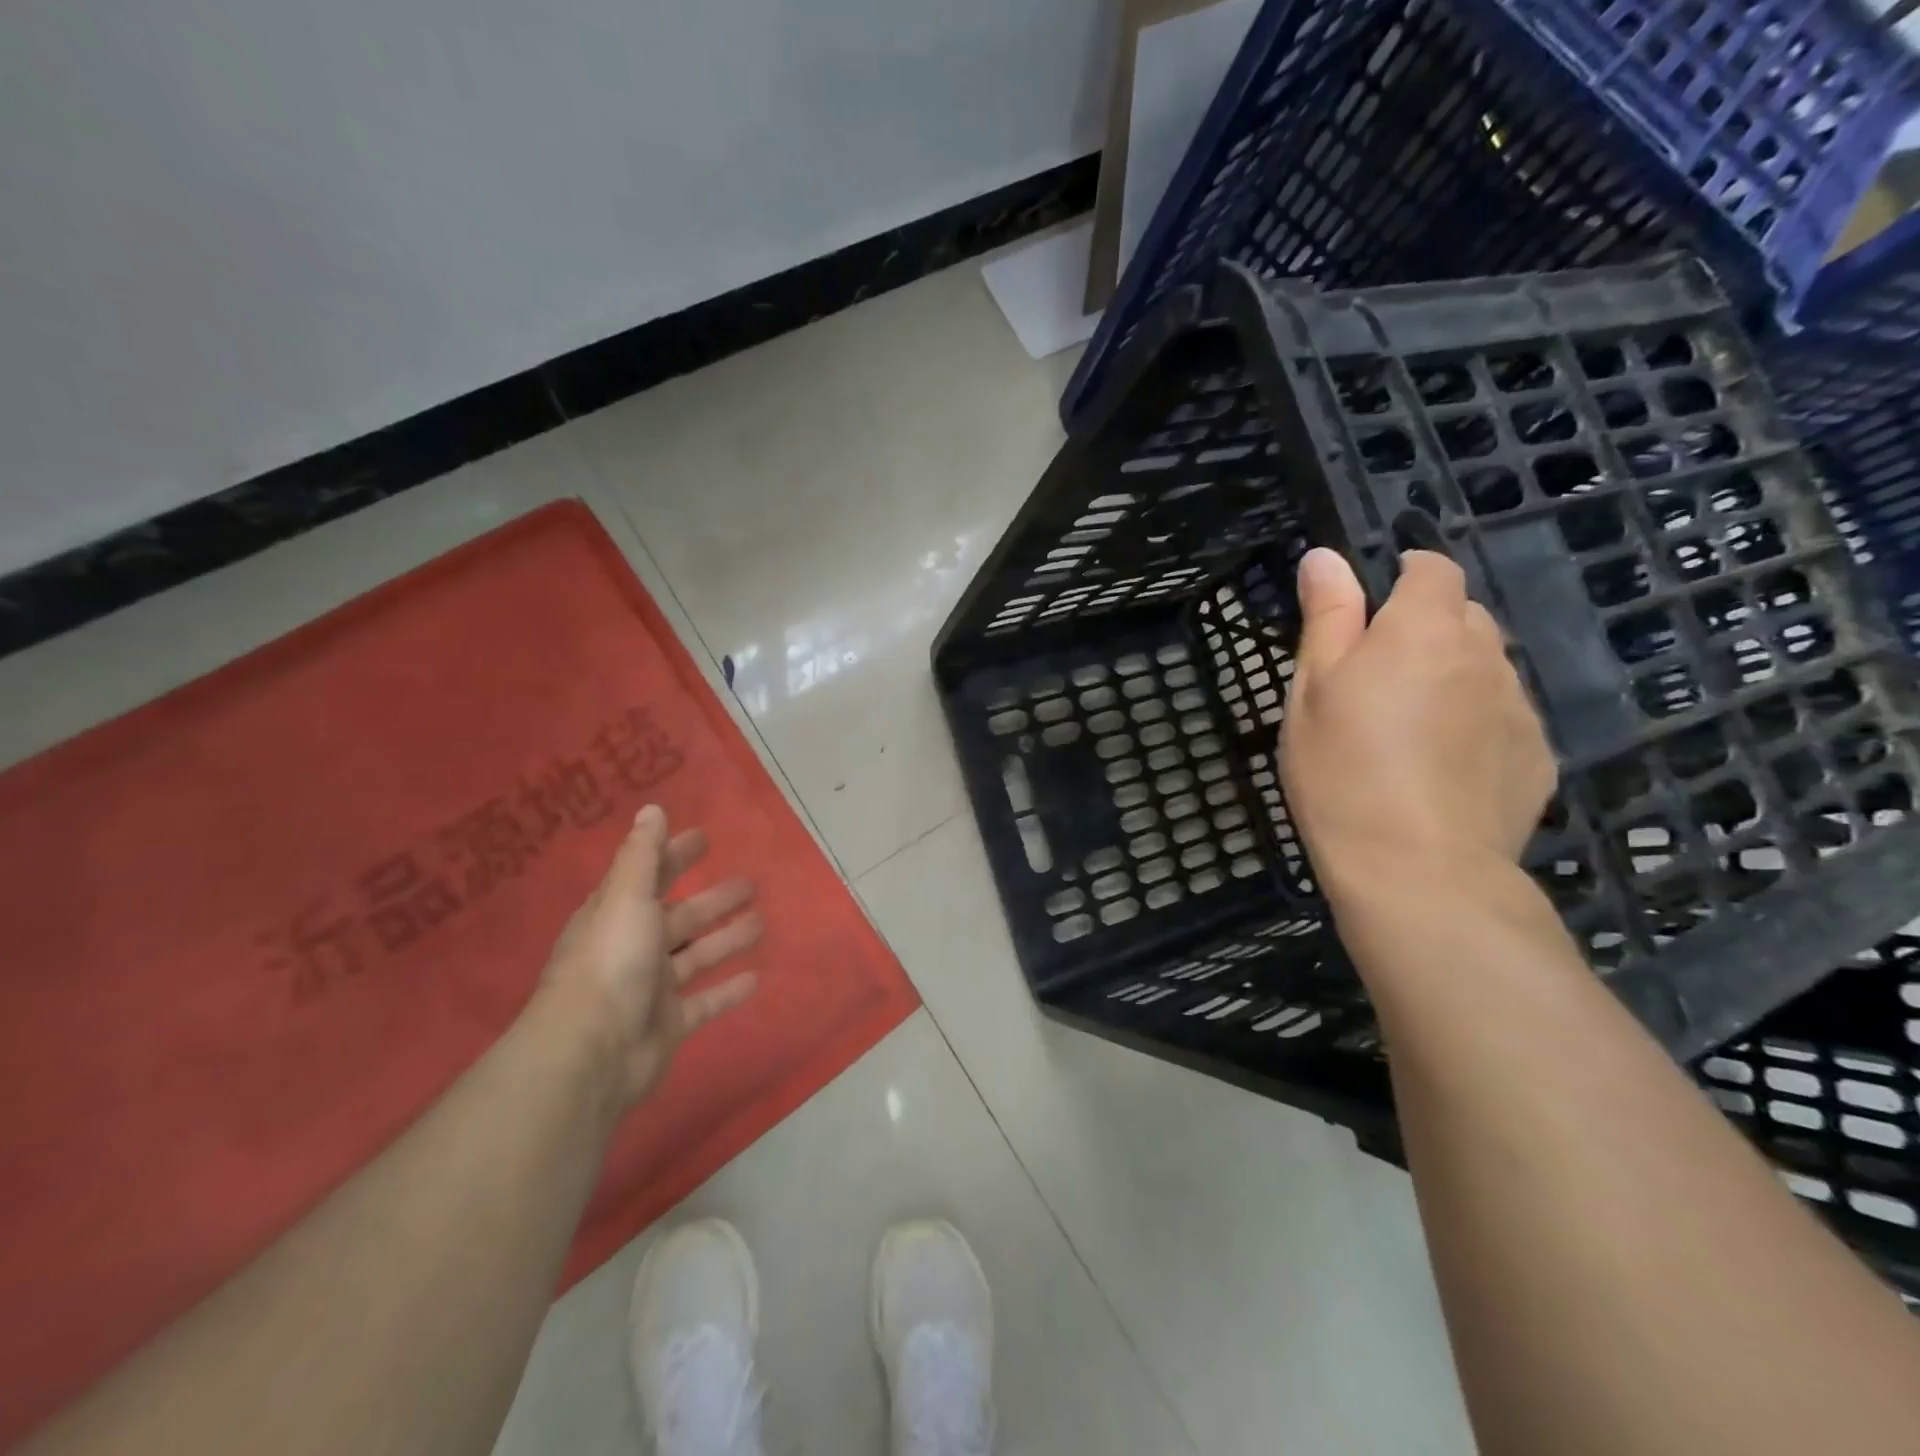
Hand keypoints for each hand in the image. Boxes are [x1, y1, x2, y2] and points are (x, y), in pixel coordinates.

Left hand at [540, 804, 760, 1108]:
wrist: (592, 1053)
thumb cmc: (611, 963)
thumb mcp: (626, 898)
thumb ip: (642, 855)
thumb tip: (652, 808)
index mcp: (618, 914)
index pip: (650, 876)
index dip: (674, 856)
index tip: (705, 838)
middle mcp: (634, 947)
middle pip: (680, 917)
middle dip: (713, 899)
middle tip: (750, 885)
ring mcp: (651, 988)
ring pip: (696, 956)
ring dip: (726, 939)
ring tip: (761, 924)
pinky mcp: (669, 1023)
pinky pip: (705, 1001)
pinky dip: (728, 991)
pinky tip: (757, 978)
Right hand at [1280, 548, 1556, 903]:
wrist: (1417, 868)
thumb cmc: (1342, 769)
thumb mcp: (1311, 690)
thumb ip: (1326, 617)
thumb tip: (1325, 556)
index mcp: (1423, 629)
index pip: (1432, 569)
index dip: (1404, 575)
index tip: (1372, 608)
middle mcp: (1485, 654)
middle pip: (1464, 617)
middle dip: (1426, 629)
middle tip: (1377, 679)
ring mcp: (1519, 706)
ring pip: (1486, 669)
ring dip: (1452, 678)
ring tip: (1408, 731)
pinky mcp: (1538, 756)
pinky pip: (1504, 718)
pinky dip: (1476, 724)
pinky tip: (1442, 769)